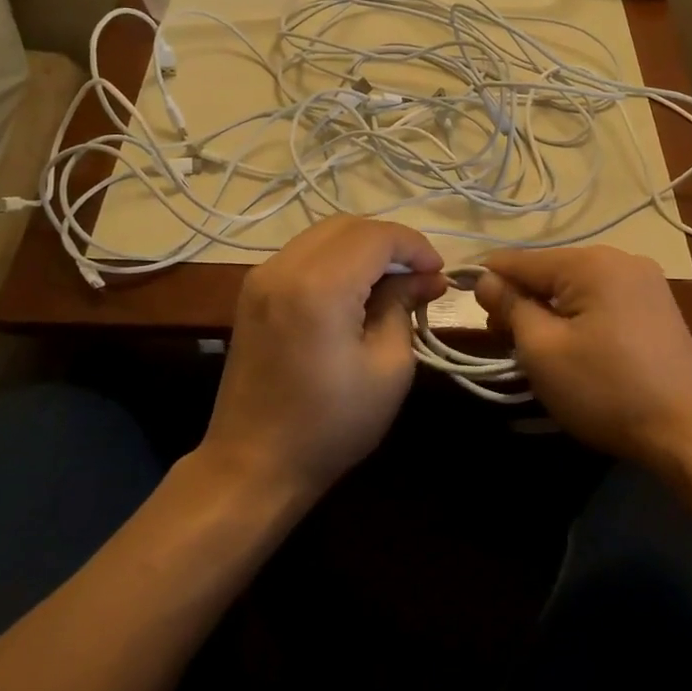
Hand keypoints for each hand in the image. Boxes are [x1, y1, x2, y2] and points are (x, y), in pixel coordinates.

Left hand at [202, 216, 446, 502]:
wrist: (253, 464)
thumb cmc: (331, 425)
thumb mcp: (389, 368)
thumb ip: (404, 307)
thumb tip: (426, 278)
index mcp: (319, 287)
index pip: (376, 237)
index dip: (414, 246)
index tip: (438, 273)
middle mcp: (284, 268)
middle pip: (347, 226)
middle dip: (390, 242)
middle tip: (419, 275)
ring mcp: (261, 277)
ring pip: (323, 235)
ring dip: (362, 248)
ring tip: (392, 282)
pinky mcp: (253, 292)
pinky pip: (303, 255)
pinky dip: (335, 259)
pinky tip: (355, 289)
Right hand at [475, 246, 691, 469]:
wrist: (691, 433)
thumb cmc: (607, 390)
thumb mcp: (543, 350)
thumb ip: (510, 306)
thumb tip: (485, 279)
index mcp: (591, 261)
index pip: (520, 259)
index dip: (487, 279)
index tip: (464, 304)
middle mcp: (621, 259)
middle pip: (549, 271)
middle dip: (520, 301)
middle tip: (503, 342)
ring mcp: (645, 282)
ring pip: (575, 288)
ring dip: (548, 312)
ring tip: (535, 351)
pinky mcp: (657, 307)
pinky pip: (601, 301)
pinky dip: (578, 318)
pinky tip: (573, 349)